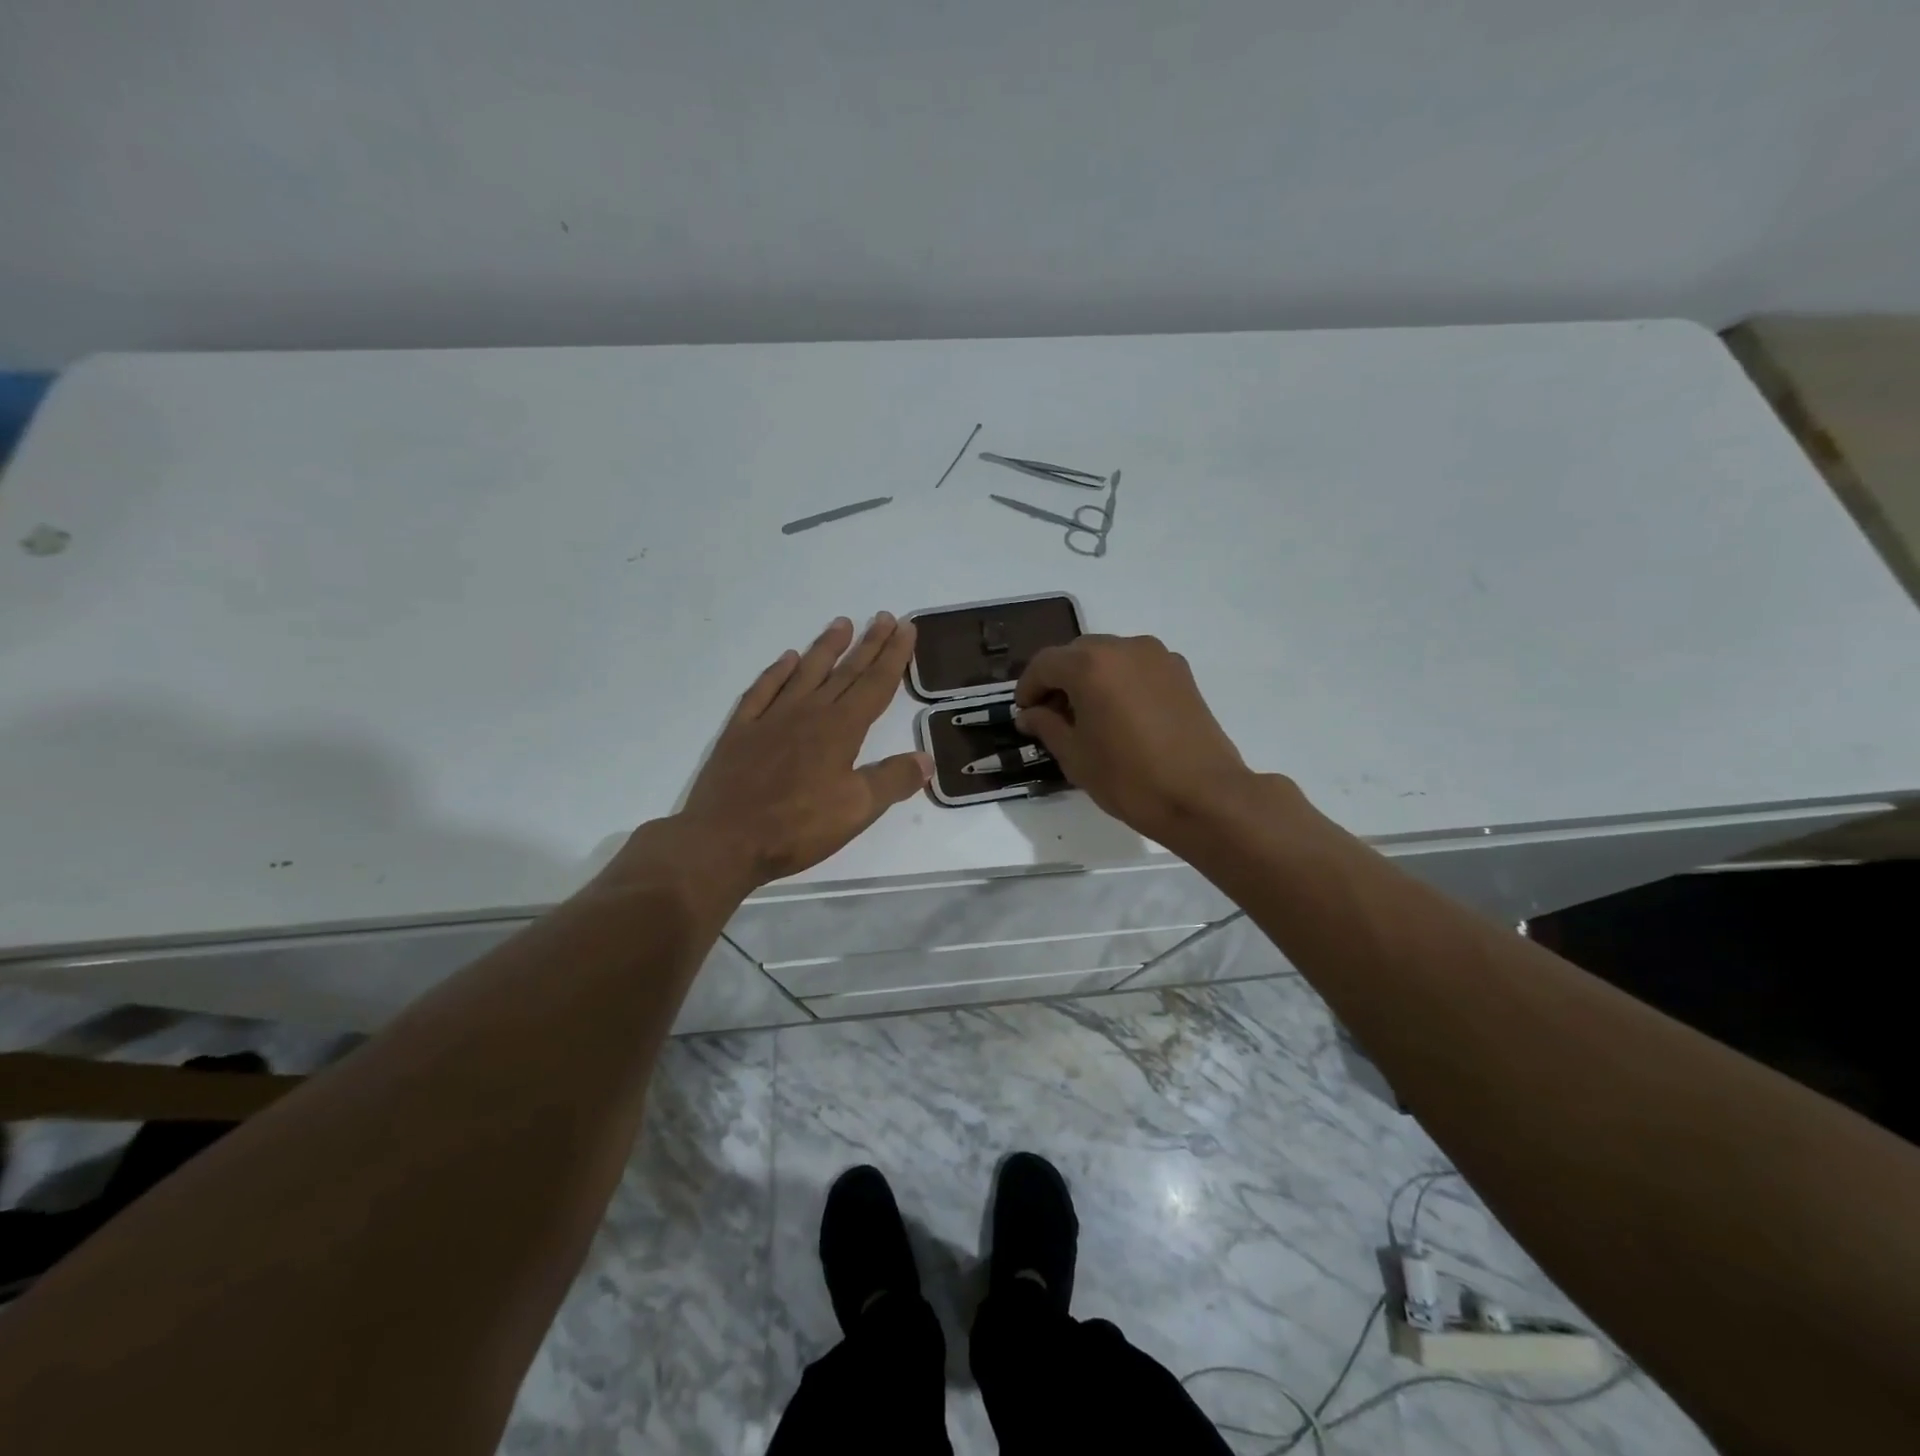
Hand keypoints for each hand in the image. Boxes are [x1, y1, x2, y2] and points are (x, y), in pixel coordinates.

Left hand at [664, 614, 930, 888]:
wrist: (724, 841)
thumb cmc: (796, 827)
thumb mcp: (857, 810)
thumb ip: (893, 780)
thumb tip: (926, 758)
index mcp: (840, 730)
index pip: (875, 685)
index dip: (893, 656)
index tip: (906, 628)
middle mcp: (808, 713)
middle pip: (845, 672)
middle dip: (869, 644)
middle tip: (885, 616)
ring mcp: (771, 718)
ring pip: (805, 673)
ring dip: (826, 647)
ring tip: (842, 623)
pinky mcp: (741, 731)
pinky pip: (763, 690)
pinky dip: (777, 672)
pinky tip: (787, 659)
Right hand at [1014, 634, 1264, 845]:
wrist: (1204, 796)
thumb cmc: (1129, 779)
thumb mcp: (1075, 757)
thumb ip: (1047, 726)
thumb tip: (1030, 714)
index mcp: (1091, 665)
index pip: (1045, 664)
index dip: (1028, 688)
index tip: (1023, 714)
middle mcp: (1124, 648)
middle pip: (1077, 654)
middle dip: (1059, 680)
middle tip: (1052, 716)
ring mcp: (1158, 657)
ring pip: (1109, 657)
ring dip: (1090, 679)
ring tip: (1088, 717)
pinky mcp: (1181, 673)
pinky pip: (1137, 668)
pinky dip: (1120, 682)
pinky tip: (1120, 716)